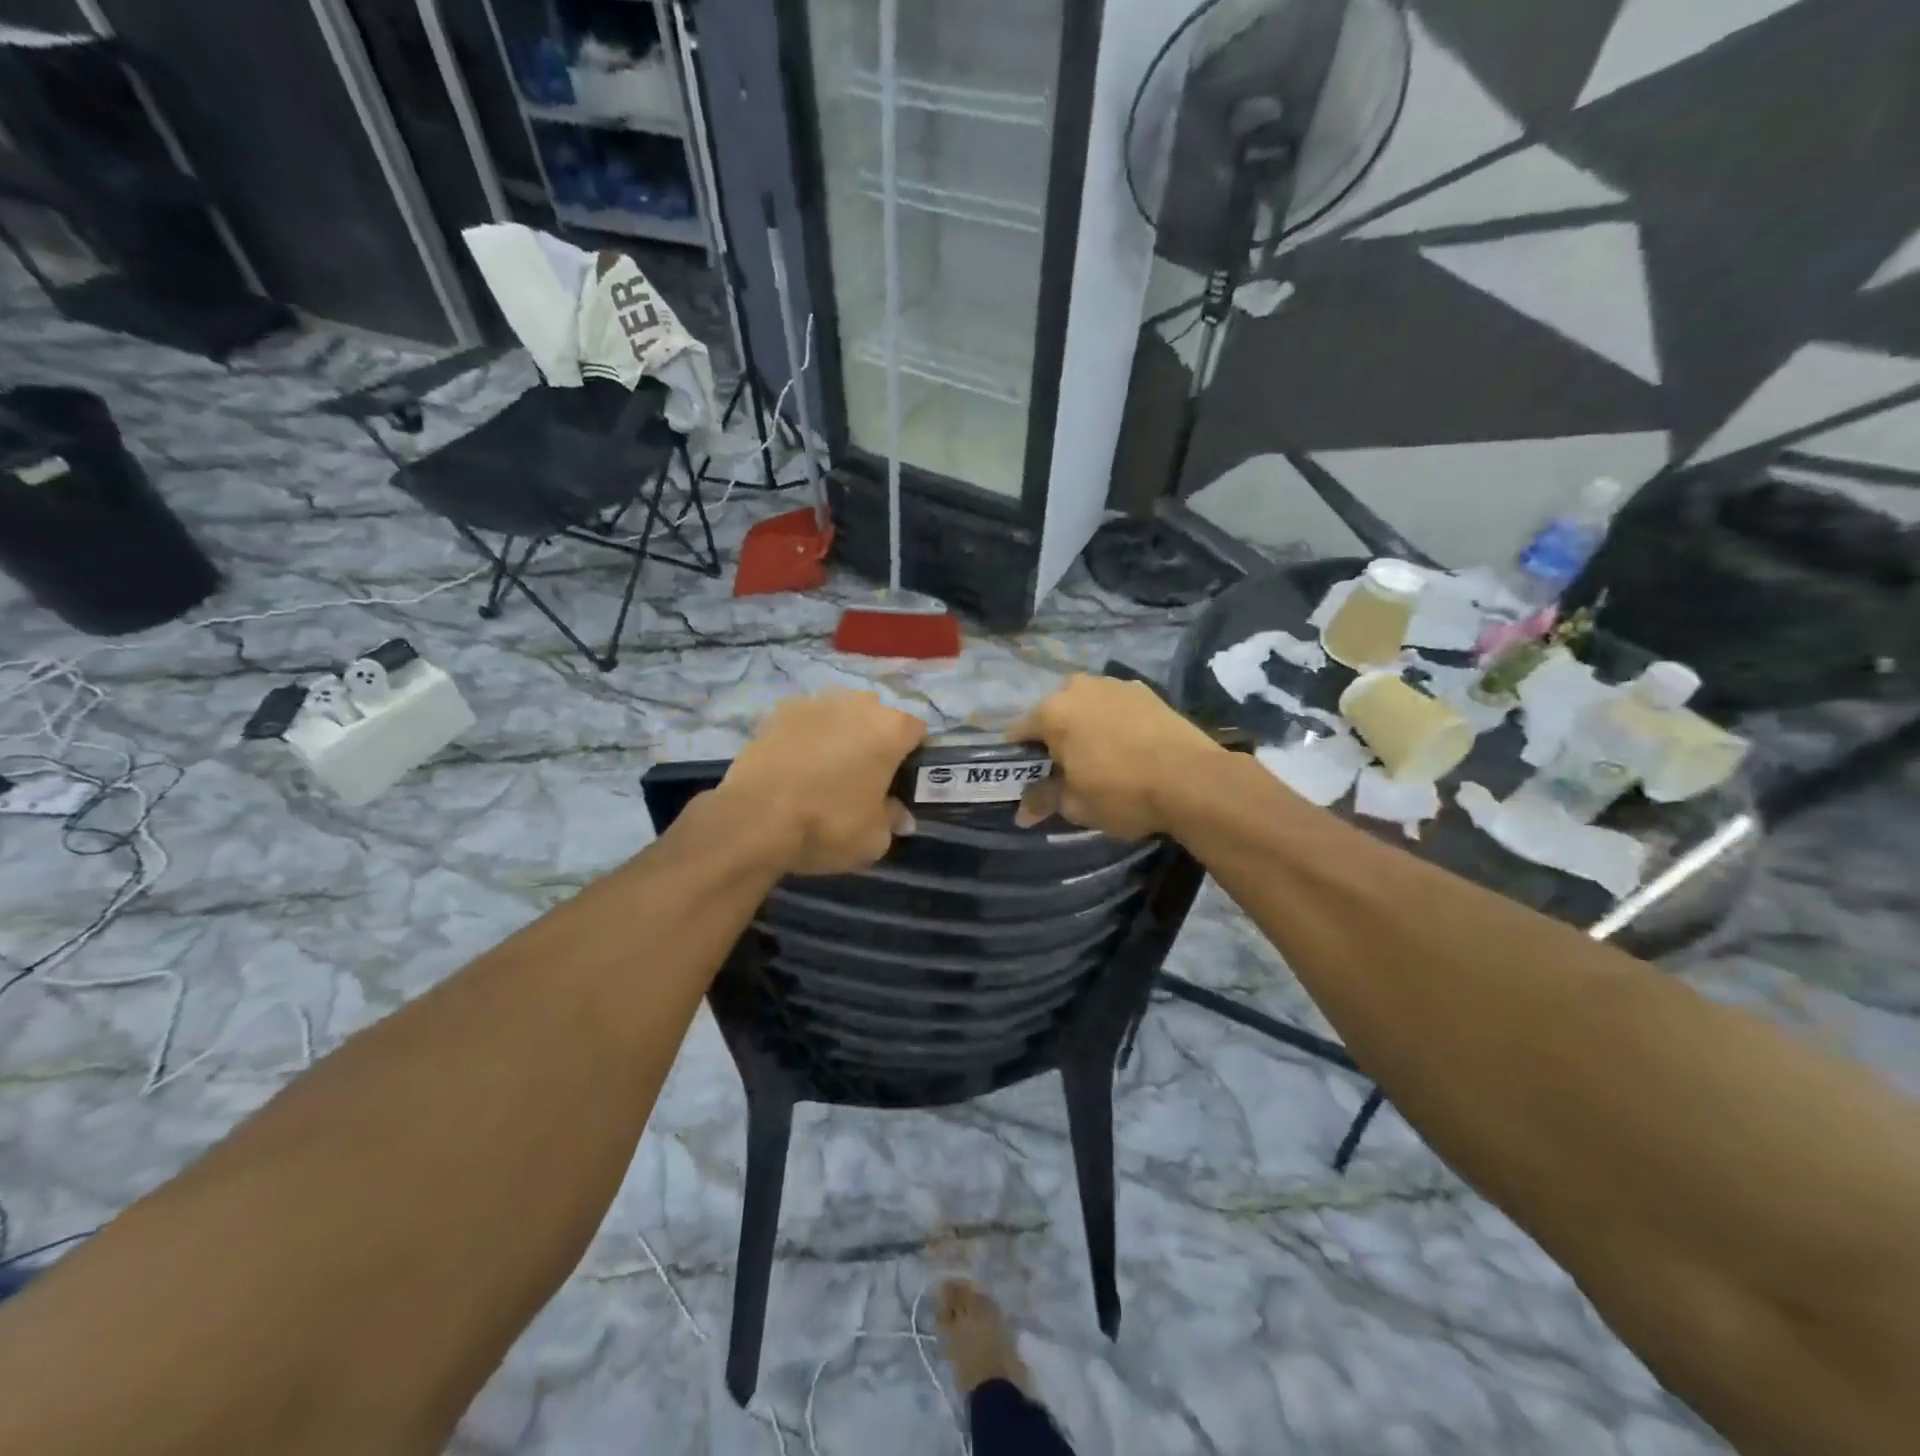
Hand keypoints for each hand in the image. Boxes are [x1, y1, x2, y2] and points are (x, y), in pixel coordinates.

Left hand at [716, 691, 927, 874]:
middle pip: (877, 716)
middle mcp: (857, 704)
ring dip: (840, 733)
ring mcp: (815, 702)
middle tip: (864, 776)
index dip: (913, 755)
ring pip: (839, 714)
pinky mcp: (778, 711)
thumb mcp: (874, 839)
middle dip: (875, 739)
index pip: (917, 732)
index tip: (902, 780)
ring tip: (825, 768)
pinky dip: (805, 737)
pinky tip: (795, 765)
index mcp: (890, 729)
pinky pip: (804, 721)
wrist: (755, 818)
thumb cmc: (829, 825)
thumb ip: (893, 821)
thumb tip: (900, 816)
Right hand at [1009, 676, 1224, 838]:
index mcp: (1052, 712)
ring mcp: (1115, 685)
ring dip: (1085, 725)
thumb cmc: (1122, 793)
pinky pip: (1116, 706)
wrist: (1193, 780)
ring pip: (1087, 705)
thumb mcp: (1077, 805)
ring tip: (1100, 757)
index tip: (1027, 778)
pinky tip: (1128, 747)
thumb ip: (1044, 800)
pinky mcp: (1147, 691)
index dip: (1018, 757)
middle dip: (1054, 737)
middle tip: (1066, 769)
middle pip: (1053, 713)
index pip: (1018, 732)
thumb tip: (1022, 813)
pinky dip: (1114, 722)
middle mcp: (1079, 688)